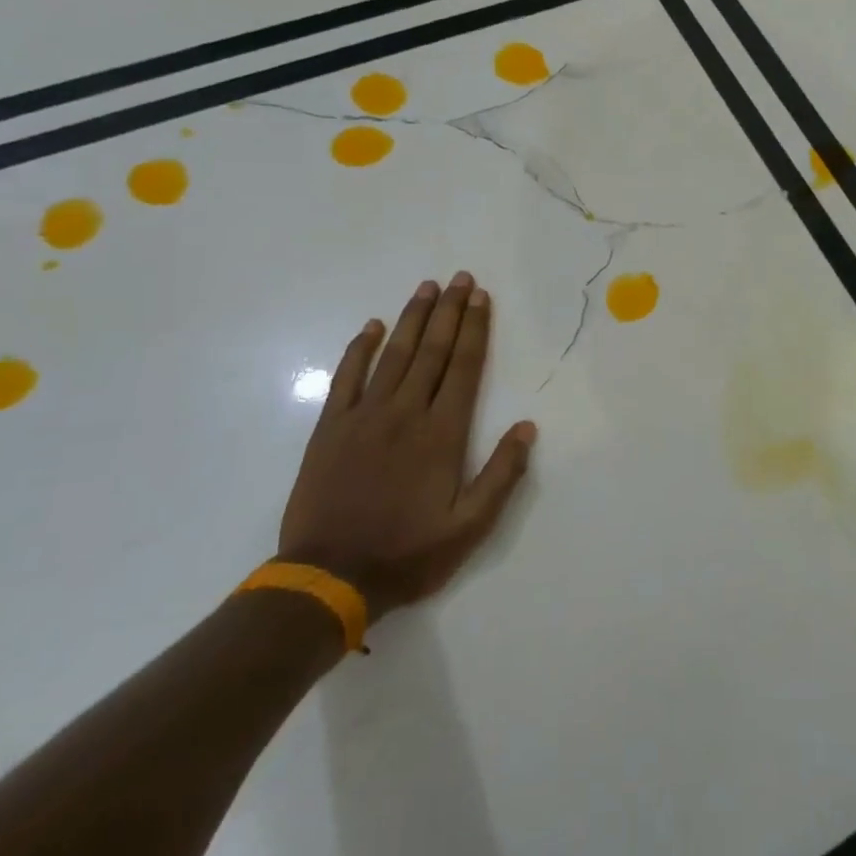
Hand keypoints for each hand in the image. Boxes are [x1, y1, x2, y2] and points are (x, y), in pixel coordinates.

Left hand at [278, 273, 536, 620]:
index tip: (481, 298)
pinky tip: (372, 327)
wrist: (329, 577)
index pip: (464, 368)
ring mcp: (364, 417)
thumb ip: (501, 475)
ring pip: (394, 355)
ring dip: (413, 318)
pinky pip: (347, 378)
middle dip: (449, 312)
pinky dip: (360, 349)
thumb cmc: (407, 553)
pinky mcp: (330, 429)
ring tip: (427, 288)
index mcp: (442, 434)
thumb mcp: (469, 527)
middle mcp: (406, 414)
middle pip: (433, 351)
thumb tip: (527, 427)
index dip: (475, 329)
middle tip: (460, 278)